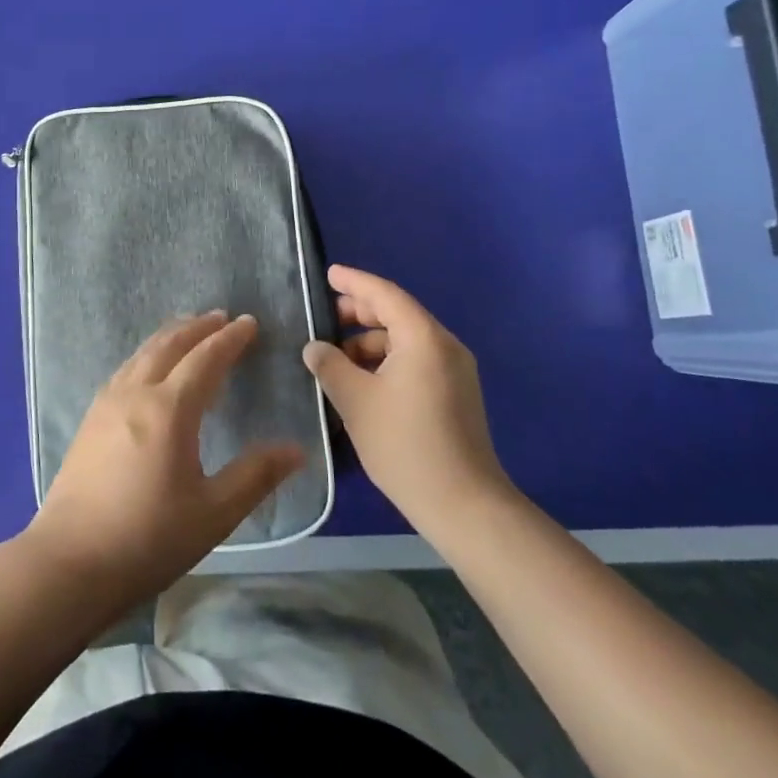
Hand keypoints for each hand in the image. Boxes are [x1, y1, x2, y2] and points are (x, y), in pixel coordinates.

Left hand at [25, 312, 304, 604]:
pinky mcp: (89, 420)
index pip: (206, 359)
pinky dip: (145, 355)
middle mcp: (136, 393)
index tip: (249, 323)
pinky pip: (124, 370)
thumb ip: (256, 475)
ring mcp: (106, 404)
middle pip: (169, 345)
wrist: (70, 562)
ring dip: (169, 336)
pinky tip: (146, 368)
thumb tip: (296, 449)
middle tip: (221, 317)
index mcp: (169, 409)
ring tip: (187, 330)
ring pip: (141, 354)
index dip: (230, 339)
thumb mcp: (214, 513)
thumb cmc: (148, 539)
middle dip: (198, 327)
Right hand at [302, 265, 514, 531]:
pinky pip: (416, 360)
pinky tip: (361, 380)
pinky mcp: (455, 393)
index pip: (384, 294)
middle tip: (323, 318)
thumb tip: (314, 347)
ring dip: (370, 341)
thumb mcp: (355, 401)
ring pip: (405, 340)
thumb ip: (330, 365)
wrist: (463, 504)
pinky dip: (386, 361)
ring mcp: (455, 371)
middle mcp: (444, 346)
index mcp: (423, 338)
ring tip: (335, 356)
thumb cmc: (405, 444)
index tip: (328, 274)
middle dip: (359, 312)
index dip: (354, 282)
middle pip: (398, 314)